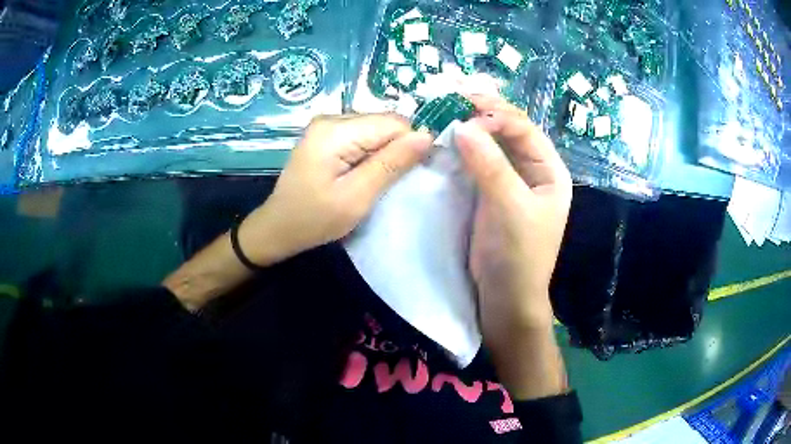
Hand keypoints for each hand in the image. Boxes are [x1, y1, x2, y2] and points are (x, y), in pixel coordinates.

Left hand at [239, 114, 433, 265]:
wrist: (278, 228)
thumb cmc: (315, 219)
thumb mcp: (357, 196)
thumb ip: (391, 163)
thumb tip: (427, 135)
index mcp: (335, 130)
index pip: (393, 123)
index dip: (410, 145)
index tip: (411, 174)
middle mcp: (331, 118)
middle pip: (384, 123)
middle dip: (396, 149)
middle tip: (390, 182)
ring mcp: (327, 125)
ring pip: (375, 129)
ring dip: (383, 153)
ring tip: (375, 180)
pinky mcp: (326, 135)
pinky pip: (362, 136)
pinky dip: (370, 154)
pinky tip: (363, 174)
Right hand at [455, 94, 571, 398]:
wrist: (504, 298)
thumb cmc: (518, 256)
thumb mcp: (510, 210)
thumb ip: (490, 168)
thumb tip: (463, 127)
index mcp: (549, 171)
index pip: (525, 130)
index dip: (498, 115)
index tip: (467, 110)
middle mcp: (531, 170)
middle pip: (509, 132)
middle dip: (484, 113)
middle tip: (453, 97)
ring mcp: (509, 180)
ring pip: (491, 144)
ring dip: (471, 128)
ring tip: (446, 109)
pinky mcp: (488, 192)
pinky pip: (477, 162)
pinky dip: (462, 149)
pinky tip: (446, 138)